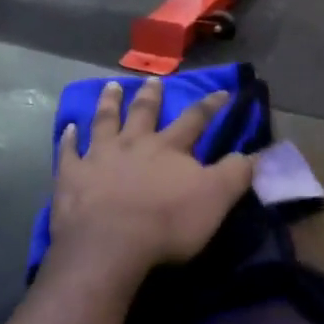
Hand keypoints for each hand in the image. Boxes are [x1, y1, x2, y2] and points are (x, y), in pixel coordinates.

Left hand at [49, 79, 254, 278]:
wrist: (110, 244)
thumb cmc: (167, 223)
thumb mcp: (216, 199)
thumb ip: (236, 173)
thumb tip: (255, 152)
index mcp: (169, 148)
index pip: (195, 119)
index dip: (210, 105)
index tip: (221, 91)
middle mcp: (133, 143)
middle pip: (143, 113)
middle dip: (151, 96)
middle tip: (153, 79)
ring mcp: (98, 157)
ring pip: (104, 122)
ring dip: (109, 104)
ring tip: (111, 87)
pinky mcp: (71, 176)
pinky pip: (68, 152)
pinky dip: (68, 139)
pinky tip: (68, 128)